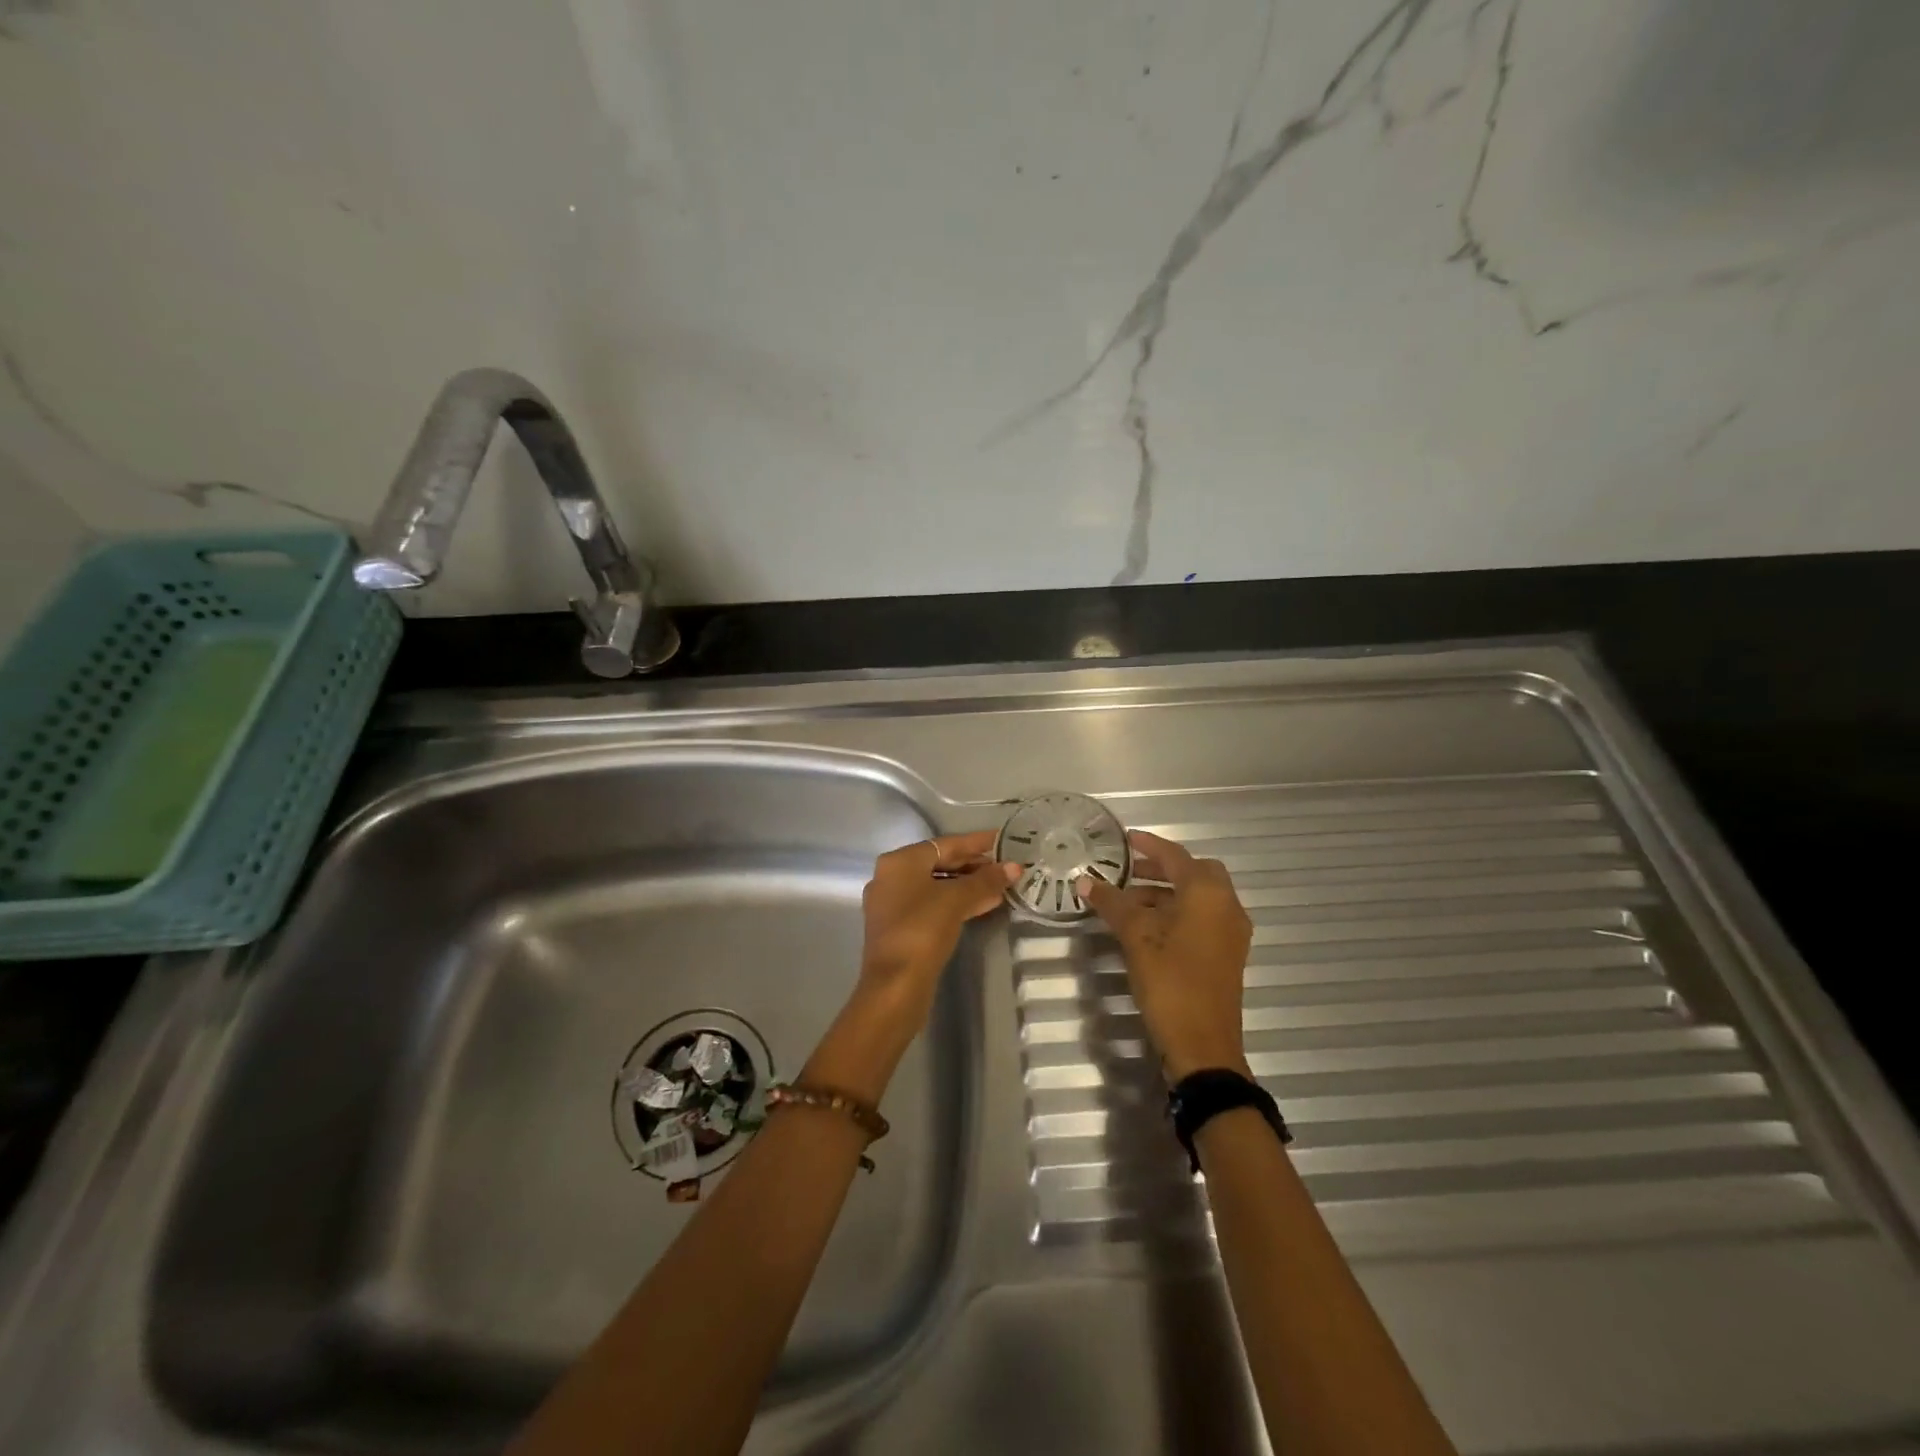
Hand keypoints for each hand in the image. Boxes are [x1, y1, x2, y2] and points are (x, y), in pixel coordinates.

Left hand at [807, 833, 1018, 1102]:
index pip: (945, 844)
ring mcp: (893, 904)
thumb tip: (1014, 867)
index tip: (1002, 839)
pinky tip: (984, 905)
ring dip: (969, 886)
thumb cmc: (922, 930)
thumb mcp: (957, 900)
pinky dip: (957, 903)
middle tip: (1006, 865)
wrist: (895, 986)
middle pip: (940, 864)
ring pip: (937, 886)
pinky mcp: (900, 928)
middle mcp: (891, 877)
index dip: (976, 842)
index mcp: (899, 861)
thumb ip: (986, 880)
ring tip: (1002, 886)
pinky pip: (933, 905)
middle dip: (974, 865)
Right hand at [1078, 830, 1252, 1080]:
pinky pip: (1202, 918)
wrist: (1203, 1045)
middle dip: (1162, 869)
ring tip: (1129, 904)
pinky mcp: (1227, 954)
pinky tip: (1149, 928)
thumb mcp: (1136, 937)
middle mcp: (1227, 906)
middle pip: (1194, 873)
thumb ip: (1112, 904)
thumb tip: (1085, 881)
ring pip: (1198, 898)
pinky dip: (1177, 912)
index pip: (1176, 856)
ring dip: (1167, 893)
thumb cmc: (1171, 981)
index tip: (1126, 839)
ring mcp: (1231, 932)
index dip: (1149, 845)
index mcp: (1208, 894)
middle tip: (1129, 872)